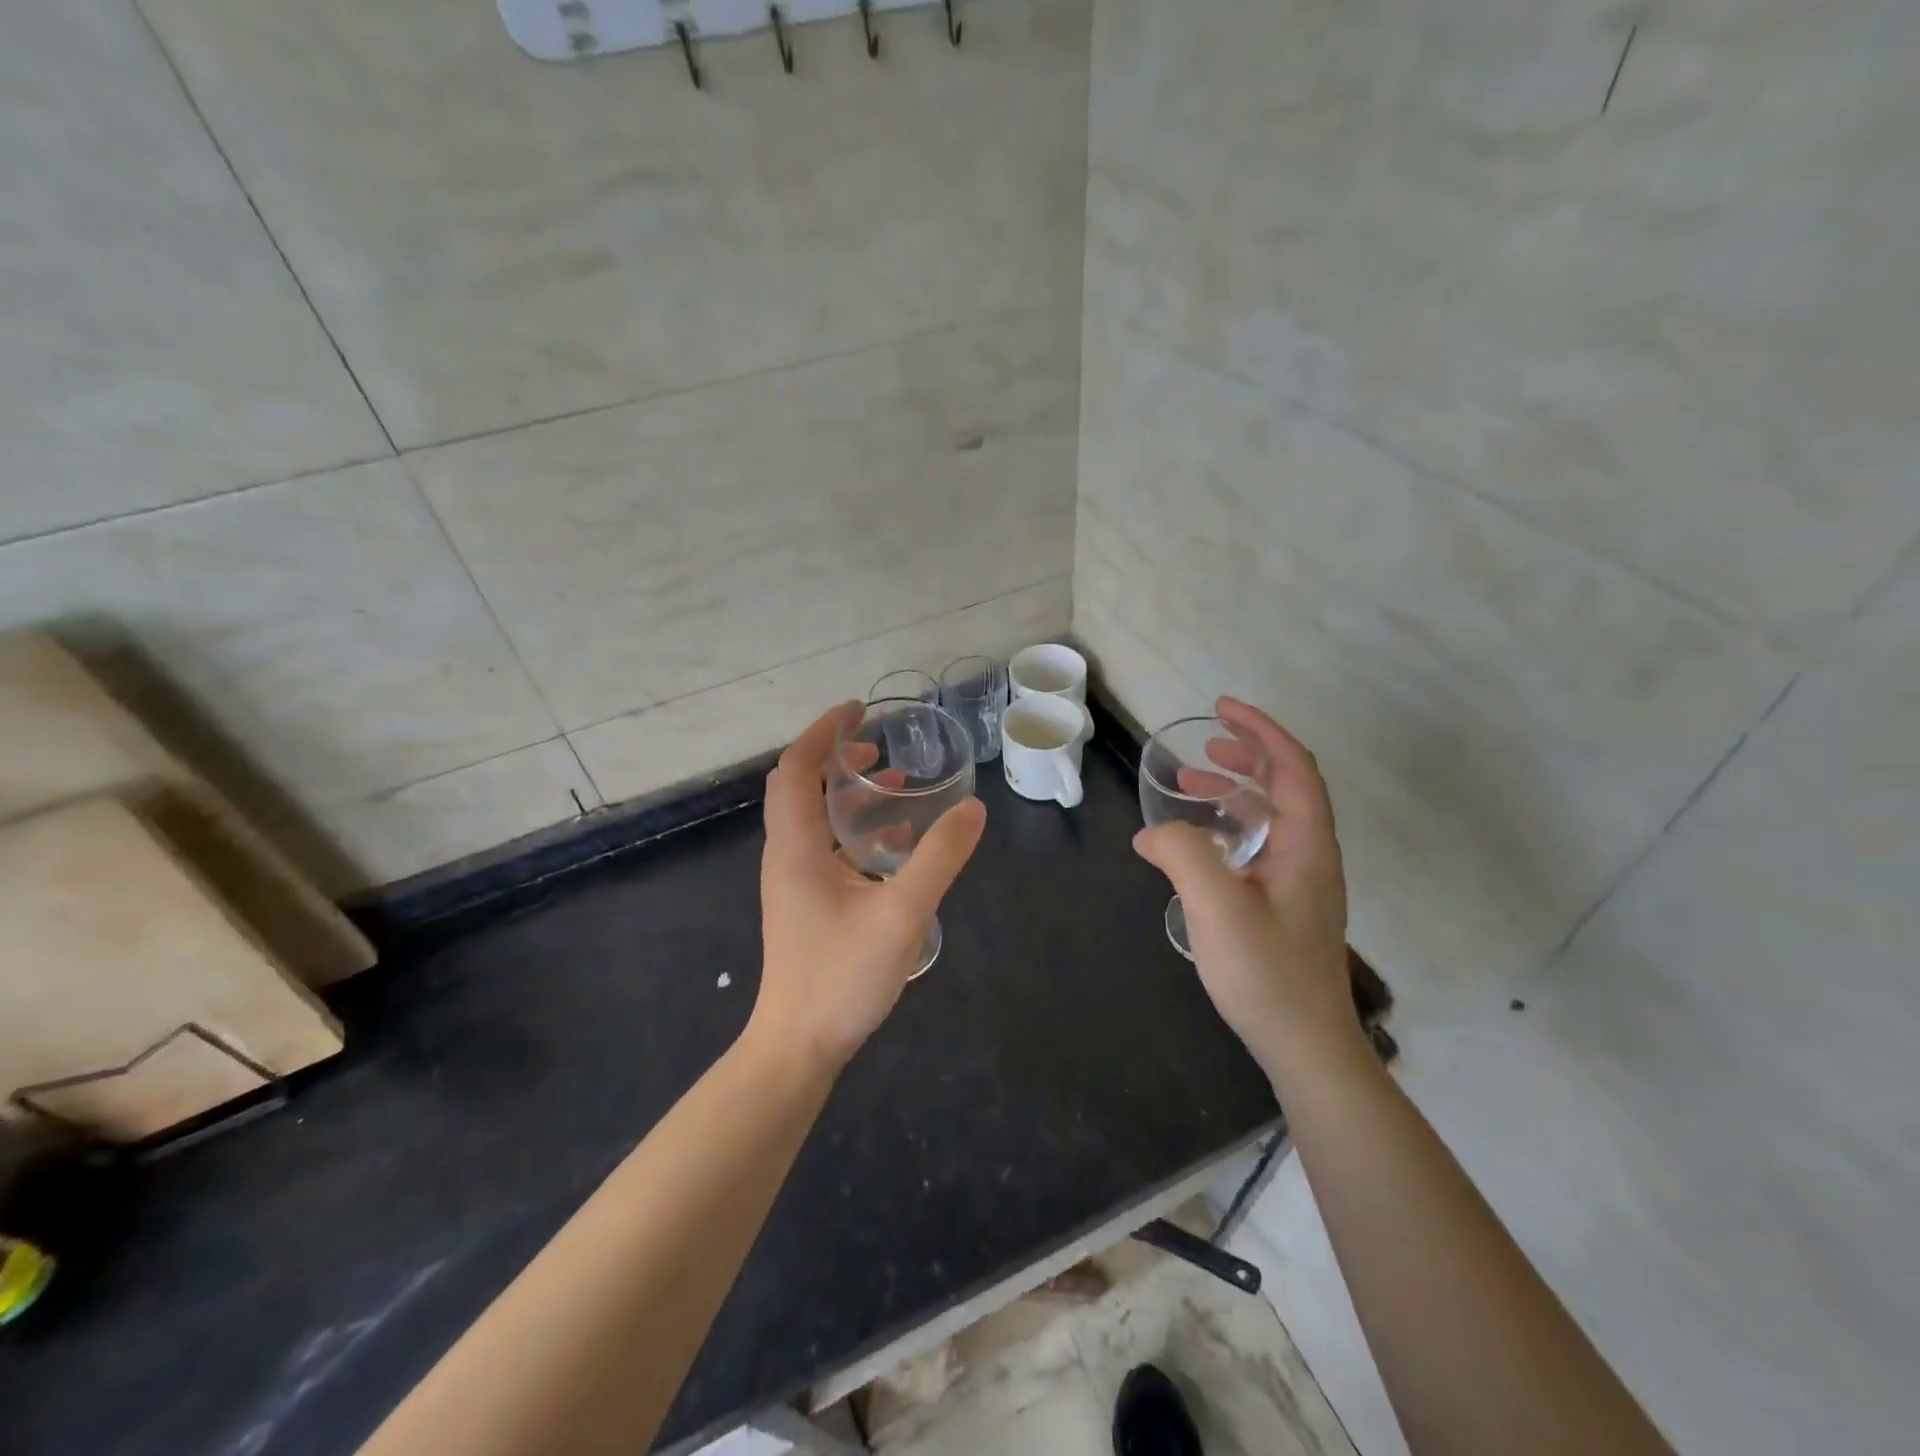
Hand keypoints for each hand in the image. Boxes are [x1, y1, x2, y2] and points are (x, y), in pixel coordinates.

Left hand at [751, 701, 987, 1073]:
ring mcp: (795, 882)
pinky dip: (856, 830)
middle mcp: (787, 855)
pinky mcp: (807, 904)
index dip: (822, 732)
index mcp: (796, 846)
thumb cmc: (841, 977)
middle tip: (879, 747)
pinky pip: (828, 848)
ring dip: (848, 794)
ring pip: (815, 819)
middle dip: (836, 758)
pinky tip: (896, 842)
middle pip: (801, 788)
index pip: (797, 769)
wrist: (798, 1047)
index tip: (857, 710)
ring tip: (894, 784)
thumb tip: (973, 809)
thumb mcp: (901, 913)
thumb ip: (939, 859)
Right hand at [1133, 697, 1355, 1076]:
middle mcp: (1310, 855)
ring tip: (1189, 787)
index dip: (1260, 730)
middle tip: (1204, 746)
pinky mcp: (1285, 905)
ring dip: (1233, 793)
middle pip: (1286, 786)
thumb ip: (1183, 855)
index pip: (1293, 767)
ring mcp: (1300, 882)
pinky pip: (1258, 847)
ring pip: (1270, 818)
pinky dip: (1228, 830)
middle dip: (1246, 756)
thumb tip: (1153, 833)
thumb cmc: (1266, 971)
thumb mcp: (1215, 905)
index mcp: (1306, 844)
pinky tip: (1194, 847)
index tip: (1222, 710)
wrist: (1304, 1044)